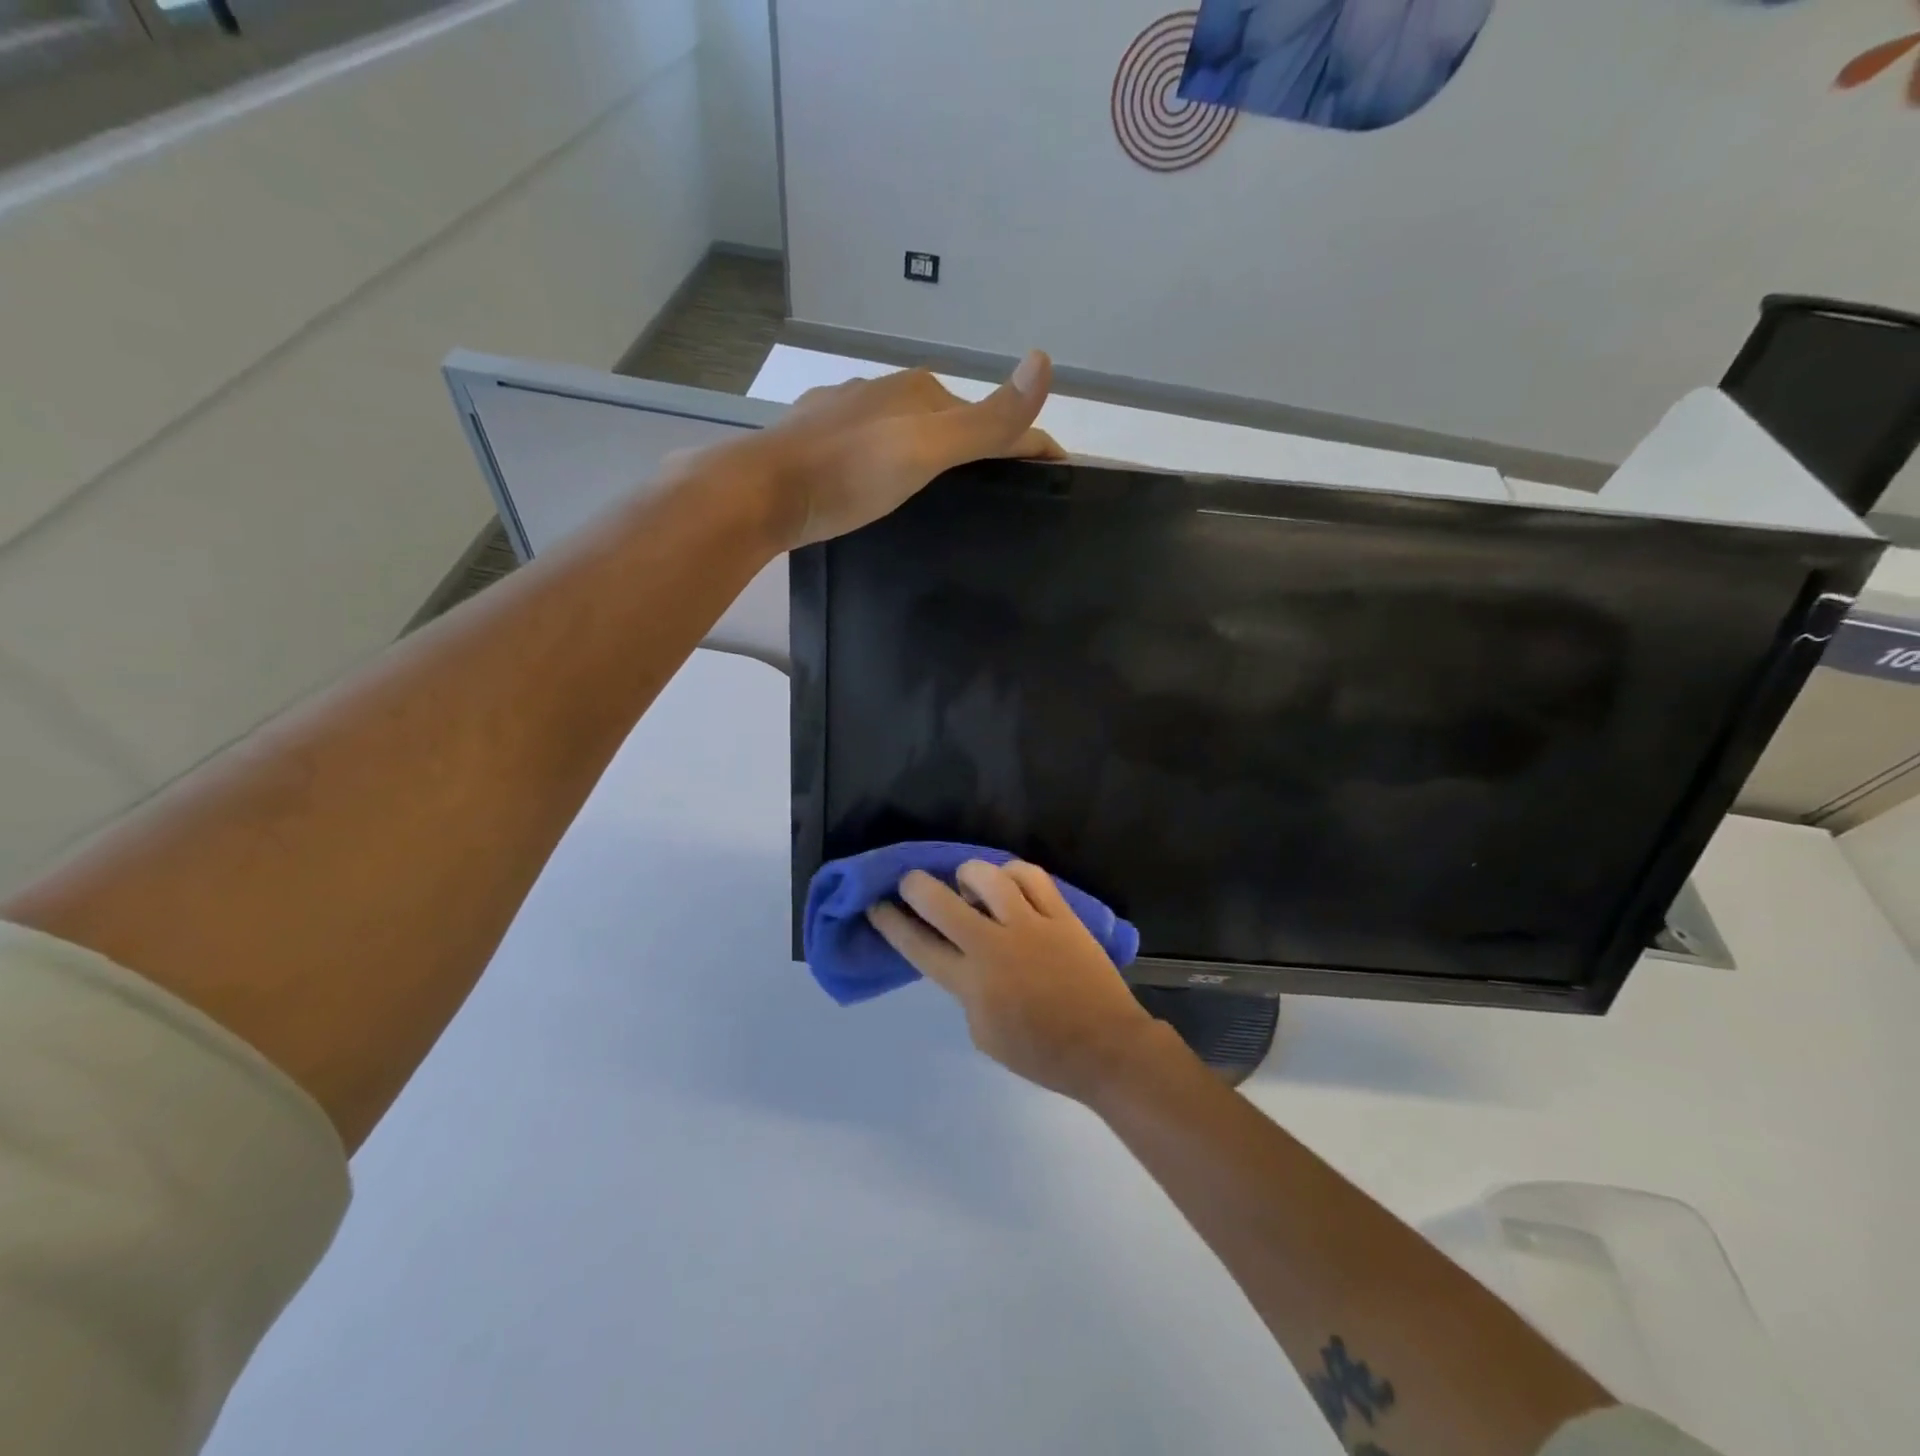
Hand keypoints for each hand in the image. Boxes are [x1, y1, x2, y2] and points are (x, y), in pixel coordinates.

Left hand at [747, 353, 1063, 548]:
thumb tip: (1046, 361)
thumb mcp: (926, 449)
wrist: (762, 494)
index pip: (990, 416)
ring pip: (909, 433)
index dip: (1027, 444)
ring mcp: (848, 413)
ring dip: (934, 456)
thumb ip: (986, 419)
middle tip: (1000, 495)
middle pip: (950, 421)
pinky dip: (894, 463)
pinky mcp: (819, 439)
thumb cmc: (848, 473)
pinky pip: (874, 447)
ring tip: (945, 497)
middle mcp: (885, 392)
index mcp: (919, 391)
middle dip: (980, 448)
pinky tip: (884, 485)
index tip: (1054, 474)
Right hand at [867, 859, 1172, 1102]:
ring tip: (967, 881)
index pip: (917, 945)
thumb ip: (966, 992)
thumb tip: (963, 960)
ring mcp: (1029, 925)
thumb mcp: (985, 1034)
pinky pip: (1032, 876)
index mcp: (970, 983)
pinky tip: (1009, 880)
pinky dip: (1013, 872)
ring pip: (988, 877)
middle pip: (940, 901)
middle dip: (915, 885)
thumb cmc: (1041, 1053)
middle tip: (910, 882)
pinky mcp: (1061, 915)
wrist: (1105, 1047)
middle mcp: (993, 946)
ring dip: (968, 874)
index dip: (890, 922)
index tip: (876, 905)